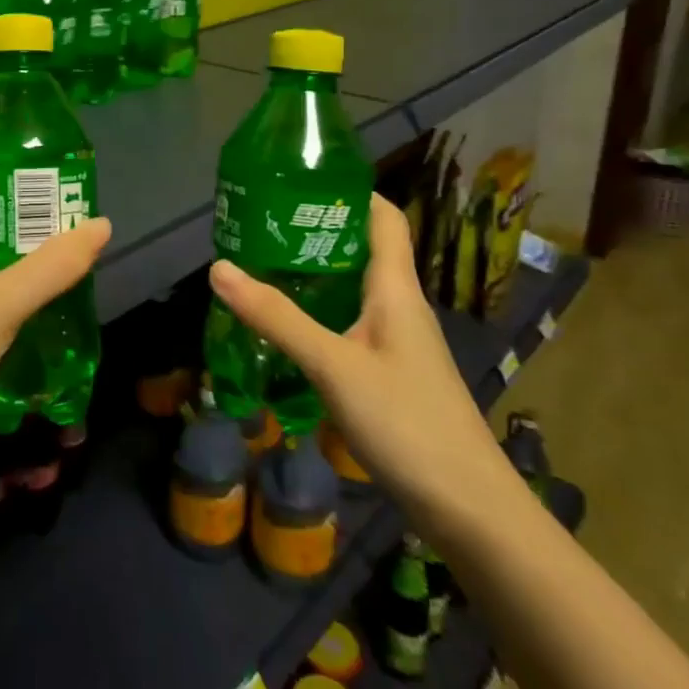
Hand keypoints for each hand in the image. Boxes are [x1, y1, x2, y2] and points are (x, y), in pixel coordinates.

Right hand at [207, 194, 516, 534]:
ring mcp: (396, 340)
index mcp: (395, 288)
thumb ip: (276, 317)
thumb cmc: (407, 423)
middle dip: (315, 230)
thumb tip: (218, 268)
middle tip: (261, 222)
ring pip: (353, 287)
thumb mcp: (332, 365)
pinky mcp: (390, 371)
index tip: (299, 179)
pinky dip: (319, 311)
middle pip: (361, 248)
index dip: (348, 190)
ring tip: (262, 264)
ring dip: (313, 272)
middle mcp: (399, 304)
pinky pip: (350, 321)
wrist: (469, 509)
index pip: (383, 217)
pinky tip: (287, 325)